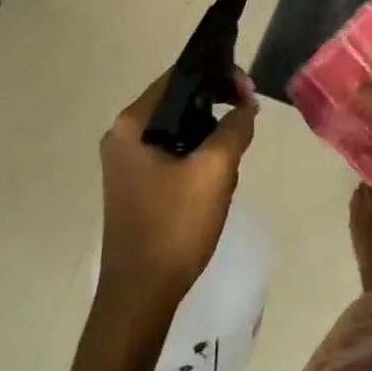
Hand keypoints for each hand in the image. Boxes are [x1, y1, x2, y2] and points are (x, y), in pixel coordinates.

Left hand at [98, 69, 256, 321]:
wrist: (141, 296)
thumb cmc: (174, 225)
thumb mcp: (215, 170)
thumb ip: (235, 127)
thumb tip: (245, 106)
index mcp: (132, 126)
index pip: (178, 77)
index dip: (217, 74)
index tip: (247, 89)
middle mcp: (123, 137)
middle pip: (178, 100)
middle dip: (216, 103)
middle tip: (249, 114)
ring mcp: (127, 163)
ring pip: (179, 127)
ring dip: (210, 130)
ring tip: (237, 144)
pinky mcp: (137, 185)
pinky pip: (173, 151)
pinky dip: (198, 151)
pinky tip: (219, 169)